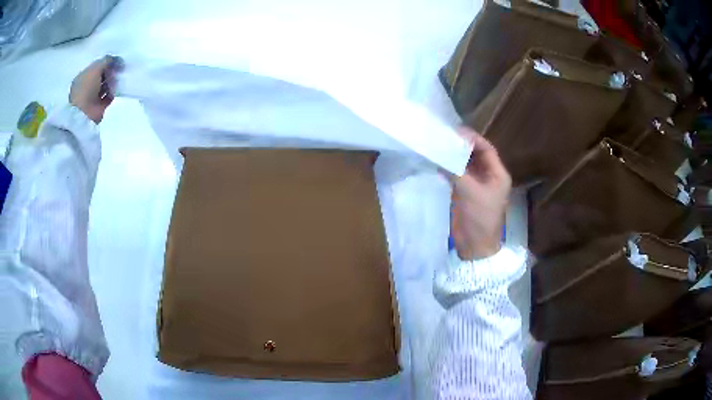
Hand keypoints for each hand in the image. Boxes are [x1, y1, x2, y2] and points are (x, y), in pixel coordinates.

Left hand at [69, 55, 123, 123]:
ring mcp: (92, 98)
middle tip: (119, 67)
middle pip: (101, 75)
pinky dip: (114, 91)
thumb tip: (116, 59)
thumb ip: (106, 61)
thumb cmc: (86, 89)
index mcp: (82, 77)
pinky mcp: (99, 107)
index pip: (95, 67)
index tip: (115, 60)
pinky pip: (109, 96)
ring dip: (112, 81)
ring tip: (119, 77)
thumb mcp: (95, 68)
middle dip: (110, 71)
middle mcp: (86, 87)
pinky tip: (118, 87)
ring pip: (105, 85)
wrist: (84, 115)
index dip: (105, 62)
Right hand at [450, 127, 510, 259]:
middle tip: (442, 135)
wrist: (475, 246)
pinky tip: (436, 160)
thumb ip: (455, 170)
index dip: (472, 138)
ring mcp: (476, 184)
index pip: (486, 148)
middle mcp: (488, 176)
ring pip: (465, 163)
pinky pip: (457, 174)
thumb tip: (439, 152)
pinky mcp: (465, 192)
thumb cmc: (479, 218)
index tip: (454, 130)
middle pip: (475, 154)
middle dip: (461, 145)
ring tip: (437, 144)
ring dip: (453, 155)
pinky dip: (448, 166)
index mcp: (497, 174)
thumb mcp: (469, 191)